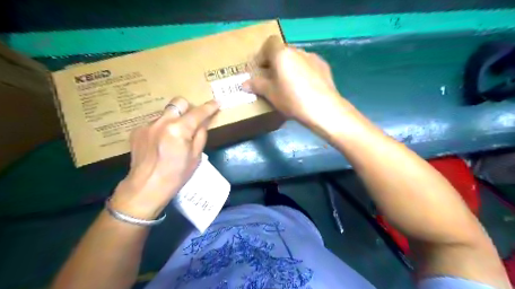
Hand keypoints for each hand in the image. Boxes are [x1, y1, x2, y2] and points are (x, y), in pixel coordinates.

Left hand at [111, 97, 218, 219]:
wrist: (146, 187)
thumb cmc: (176, 175)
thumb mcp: (196, 156)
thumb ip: (200, 135)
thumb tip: (203, 122)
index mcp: (178, 129)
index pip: (198, 113)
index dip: (210, 107)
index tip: (217, 102)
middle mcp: (161, 122)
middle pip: (178, 102)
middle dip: (188, 108)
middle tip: (192, 120)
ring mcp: (147, 125)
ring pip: (166, 113)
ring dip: (174, 119)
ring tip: (174, 137)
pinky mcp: (137, 131)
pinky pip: (155, 123)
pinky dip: (162, 128)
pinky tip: (161, 143)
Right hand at [243, 35, 349, 126]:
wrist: (324, 109)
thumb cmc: (293, 100)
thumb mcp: (271, 94)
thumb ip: (257, 85)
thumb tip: (244, 83)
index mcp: (283, 54)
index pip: (269, 43)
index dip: (262, 54)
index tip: (260, 69)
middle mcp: (298, 51)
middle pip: (283, 51)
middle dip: (275, 63)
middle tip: (272, 79)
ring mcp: (313, 58)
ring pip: (296, 58)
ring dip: (289, 67)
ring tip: (289, 85)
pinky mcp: (324, 67)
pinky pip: (308, 65)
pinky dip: (302, 72)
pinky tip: (304, 87)